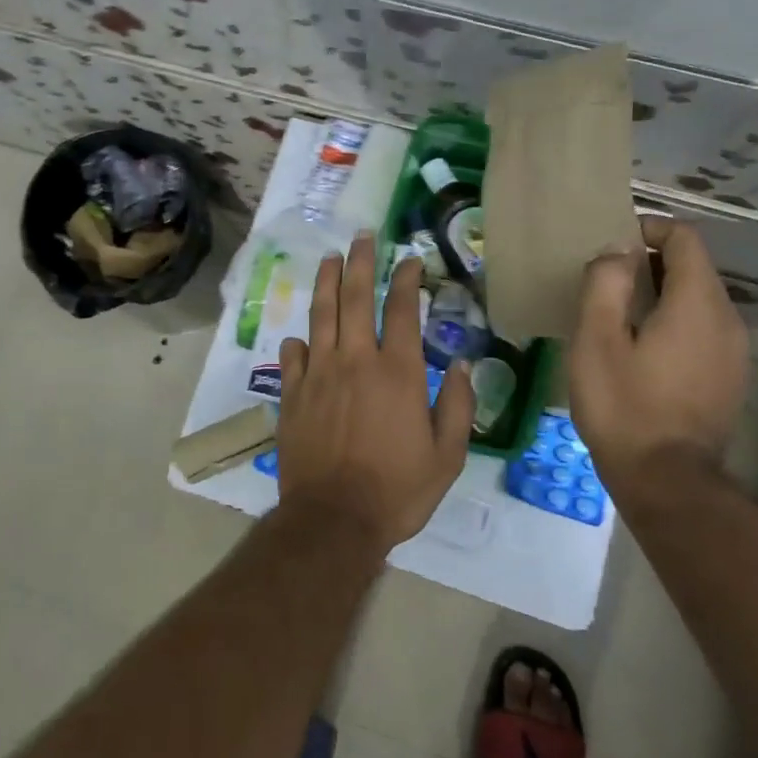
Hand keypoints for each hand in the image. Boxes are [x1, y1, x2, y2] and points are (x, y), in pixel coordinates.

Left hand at [274, 233, 474, 550]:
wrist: (334, 520)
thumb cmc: (397, 490)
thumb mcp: (447, 456)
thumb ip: (459, 406)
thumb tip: (465, 365)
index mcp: (398, 371)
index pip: (401, 309)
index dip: (406, 279)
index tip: (408, 259)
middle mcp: (355, 360)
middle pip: (355, 297)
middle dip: (359, 262)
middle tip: (361, 237)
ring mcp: (318, 374)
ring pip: (320, 315)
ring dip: (325, 282)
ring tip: (329, 259)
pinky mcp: (292, 393)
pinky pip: (292, 356)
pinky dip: (298, 340)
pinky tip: (300, 334)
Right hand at [568, 218, 747, 483]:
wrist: (667, 482)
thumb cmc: (624, 406)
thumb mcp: (596, 340)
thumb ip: (606, 283)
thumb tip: (617, 252)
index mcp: (697, 303)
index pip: (685, 238)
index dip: (649, 228)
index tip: (613, 244)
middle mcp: (727, 319)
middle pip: (694, 267)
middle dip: (651, 262)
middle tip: (606, 280)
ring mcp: (734, 351)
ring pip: (699, 299)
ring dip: (661, 293)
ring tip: (618, 314)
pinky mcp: (729, 377)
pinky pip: (703, 328)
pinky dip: (674, 321)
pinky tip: (642, 349)